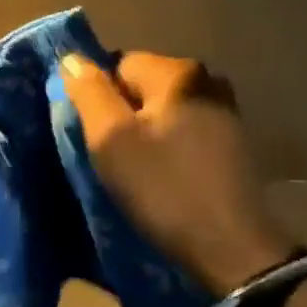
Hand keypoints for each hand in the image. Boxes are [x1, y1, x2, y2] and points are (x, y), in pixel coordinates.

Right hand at [61, 51, 293, 295]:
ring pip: (164, 110)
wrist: (231, 248)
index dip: (101, 98)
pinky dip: (170, 147)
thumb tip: (72, 58)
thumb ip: (89, 92)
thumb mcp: (110, 139)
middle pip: (143, 86)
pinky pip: (186, 130)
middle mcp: (208, 80)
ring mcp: (226, 112)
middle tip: (117, 156)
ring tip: (141, 170)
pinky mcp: (235, 143)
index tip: (100, 136)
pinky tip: (168, 178)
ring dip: (147, 133)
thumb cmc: (163, 188)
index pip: (119, 65)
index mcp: (179, 72)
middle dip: (124, 114)